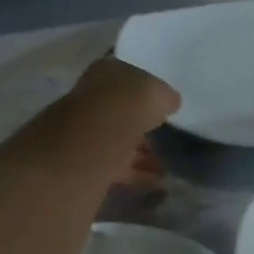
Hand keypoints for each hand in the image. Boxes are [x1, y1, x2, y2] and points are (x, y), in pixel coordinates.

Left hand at [16, 57, 180, 177]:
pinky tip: (155, 181)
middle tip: (167, 139)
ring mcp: (83, 133)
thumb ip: (164, 96)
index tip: (165, 108)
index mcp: (104, 73)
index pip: (127, 78)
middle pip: (121, 113)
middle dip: (143, 126)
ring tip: (166, 166)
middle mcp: (89, 99)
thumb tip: (171, 102)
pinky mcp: (83, 164)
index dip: (147, 93)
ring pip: (118, 141)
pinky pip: (115, 167)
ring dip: (141, 153)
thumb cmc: (122, 108)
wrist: (86, 147)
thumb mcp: (155, 92)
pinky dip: (136, 173)